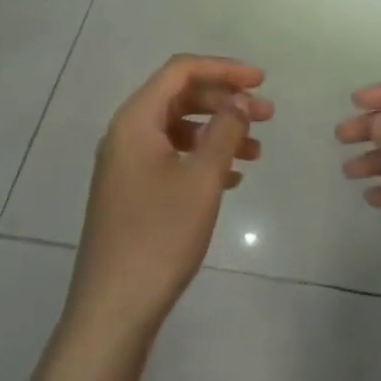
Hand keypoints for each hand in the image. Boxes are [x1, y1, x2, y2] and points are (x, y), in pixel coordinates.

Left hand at [31, 55, 271, 380]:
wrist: (113, 310)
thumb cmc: (159, 237)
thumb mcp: (202, 179)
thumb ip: (225, 131)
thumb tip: (242, 100)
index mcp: (135, 120)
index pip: (181, 71)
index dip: (224, 69)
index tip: (262, 81)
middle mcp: (126, 133)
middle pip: (180, 97)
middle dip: (225, 101)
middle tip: (267, 115)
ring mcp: (126, 164)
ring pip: (178, 129)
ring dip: (218, 131)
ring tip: (257, 151)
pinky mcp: (131, 191)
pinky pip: (171, 156)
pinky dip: (202, 157)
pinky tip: (232, 177)